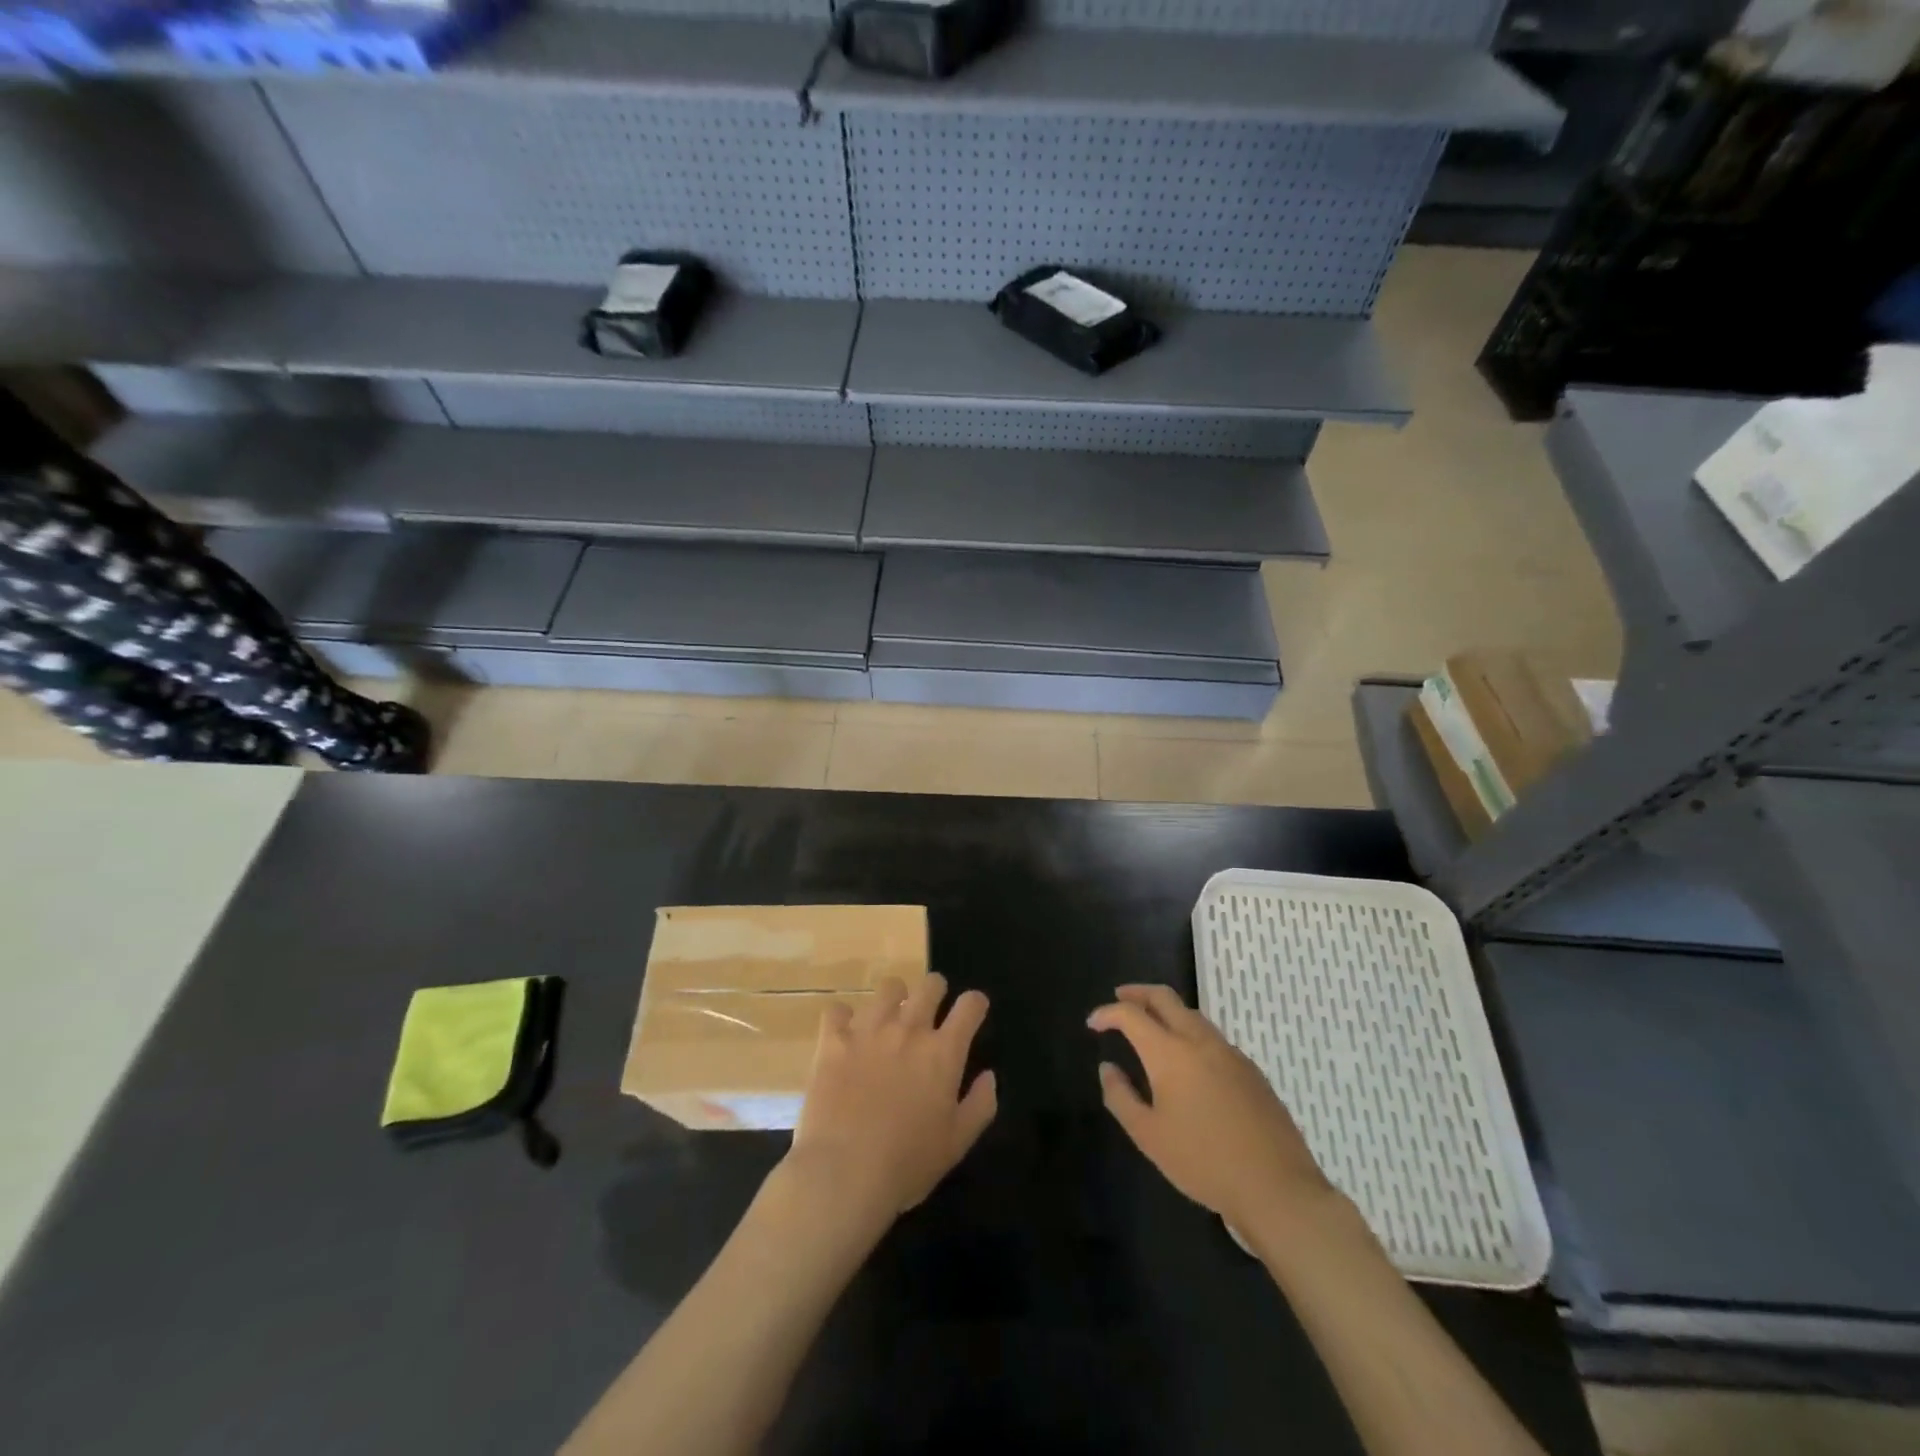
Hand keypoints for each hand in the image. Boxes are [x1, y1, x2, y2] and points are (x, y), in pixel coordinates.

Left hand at [786, 973, 996, 1224]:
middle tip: (931, 1011)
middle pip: (930, 985)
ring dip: (894, 999)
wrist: (843, 1174)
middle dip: (936, 991)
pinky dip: (843, 1018)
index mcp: (943, 1052)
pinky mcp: (834, 1040)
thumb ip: (980, 1104)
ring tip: (889, 1019)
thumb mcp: (957, 1143)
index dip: (975, 1004)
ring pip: (888, 987)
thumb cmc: (907, 1164)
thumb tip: (989, 1076)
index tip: (972, 1012)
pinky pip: (838, 1010)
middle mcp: (909, 1029)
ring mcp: (869, 1030)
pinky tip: (845, 1035)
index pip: (969, 1006)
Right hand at [1089, 984, 1331, 1234]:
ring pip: (1192, 1015)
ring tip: (1151, 1027)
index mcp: (1170, 1053)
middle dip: (1138, 993)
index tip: (1093, 1023)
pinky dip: (1190, 1034)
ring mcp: (1230, 1053)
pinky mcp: (1251, 1071)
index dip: (1107, 1013)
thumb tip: (1108, 1068)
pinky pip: (1212, 1038)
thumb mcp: (1149, 1136)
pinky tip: (1188, 1061)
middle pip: (1165, 998)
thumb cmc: (1203, 1162)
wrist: (1276, 1188)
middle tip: (1119, 998)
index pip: (1131, 1015)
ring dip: (1166, 1011)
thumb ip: (1121, 1097)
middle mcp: (1200, 1041)